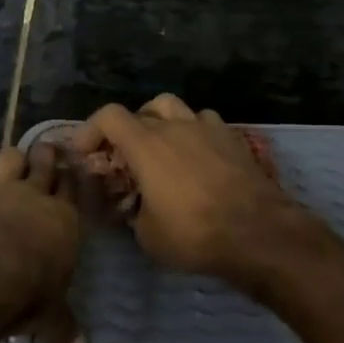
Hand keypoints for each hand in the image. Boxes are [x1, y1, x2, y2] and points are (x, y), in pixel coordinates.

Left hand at [0, 143, 85, 342]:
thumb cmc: (25, 296)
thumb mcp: (51, 318)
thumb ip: (64, 329)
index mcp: (64, 219)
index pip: (74, 187)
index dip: (72, 178)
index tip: (71, 172)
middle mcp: (36, 195)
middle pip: (44, 161)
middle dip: (46, 154)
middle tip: (46, 152)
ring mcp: (1, 189)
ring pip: (11, 157)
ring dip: (13, 159)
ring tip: (13, 162)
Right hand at [68, 94, 303, 283]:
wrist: (257, 231)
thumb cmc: (195, 234)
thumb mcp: (148, 236)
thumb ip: (133, 211)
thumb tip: (134, 206)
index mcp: (146, 145)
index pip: (109, 115)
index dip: (91, 129)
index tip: (86, 152)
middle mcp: (174, 126)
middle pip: (141, 111)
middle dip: (126, 131)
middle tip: (125, 156)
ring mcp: (206, 127)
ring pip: (174, 107)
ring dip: (160, 122)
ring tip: (161, 146)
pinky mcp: (232, 137)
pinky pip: (204, 121)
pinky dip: (193, 131)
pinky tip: (197, 153)